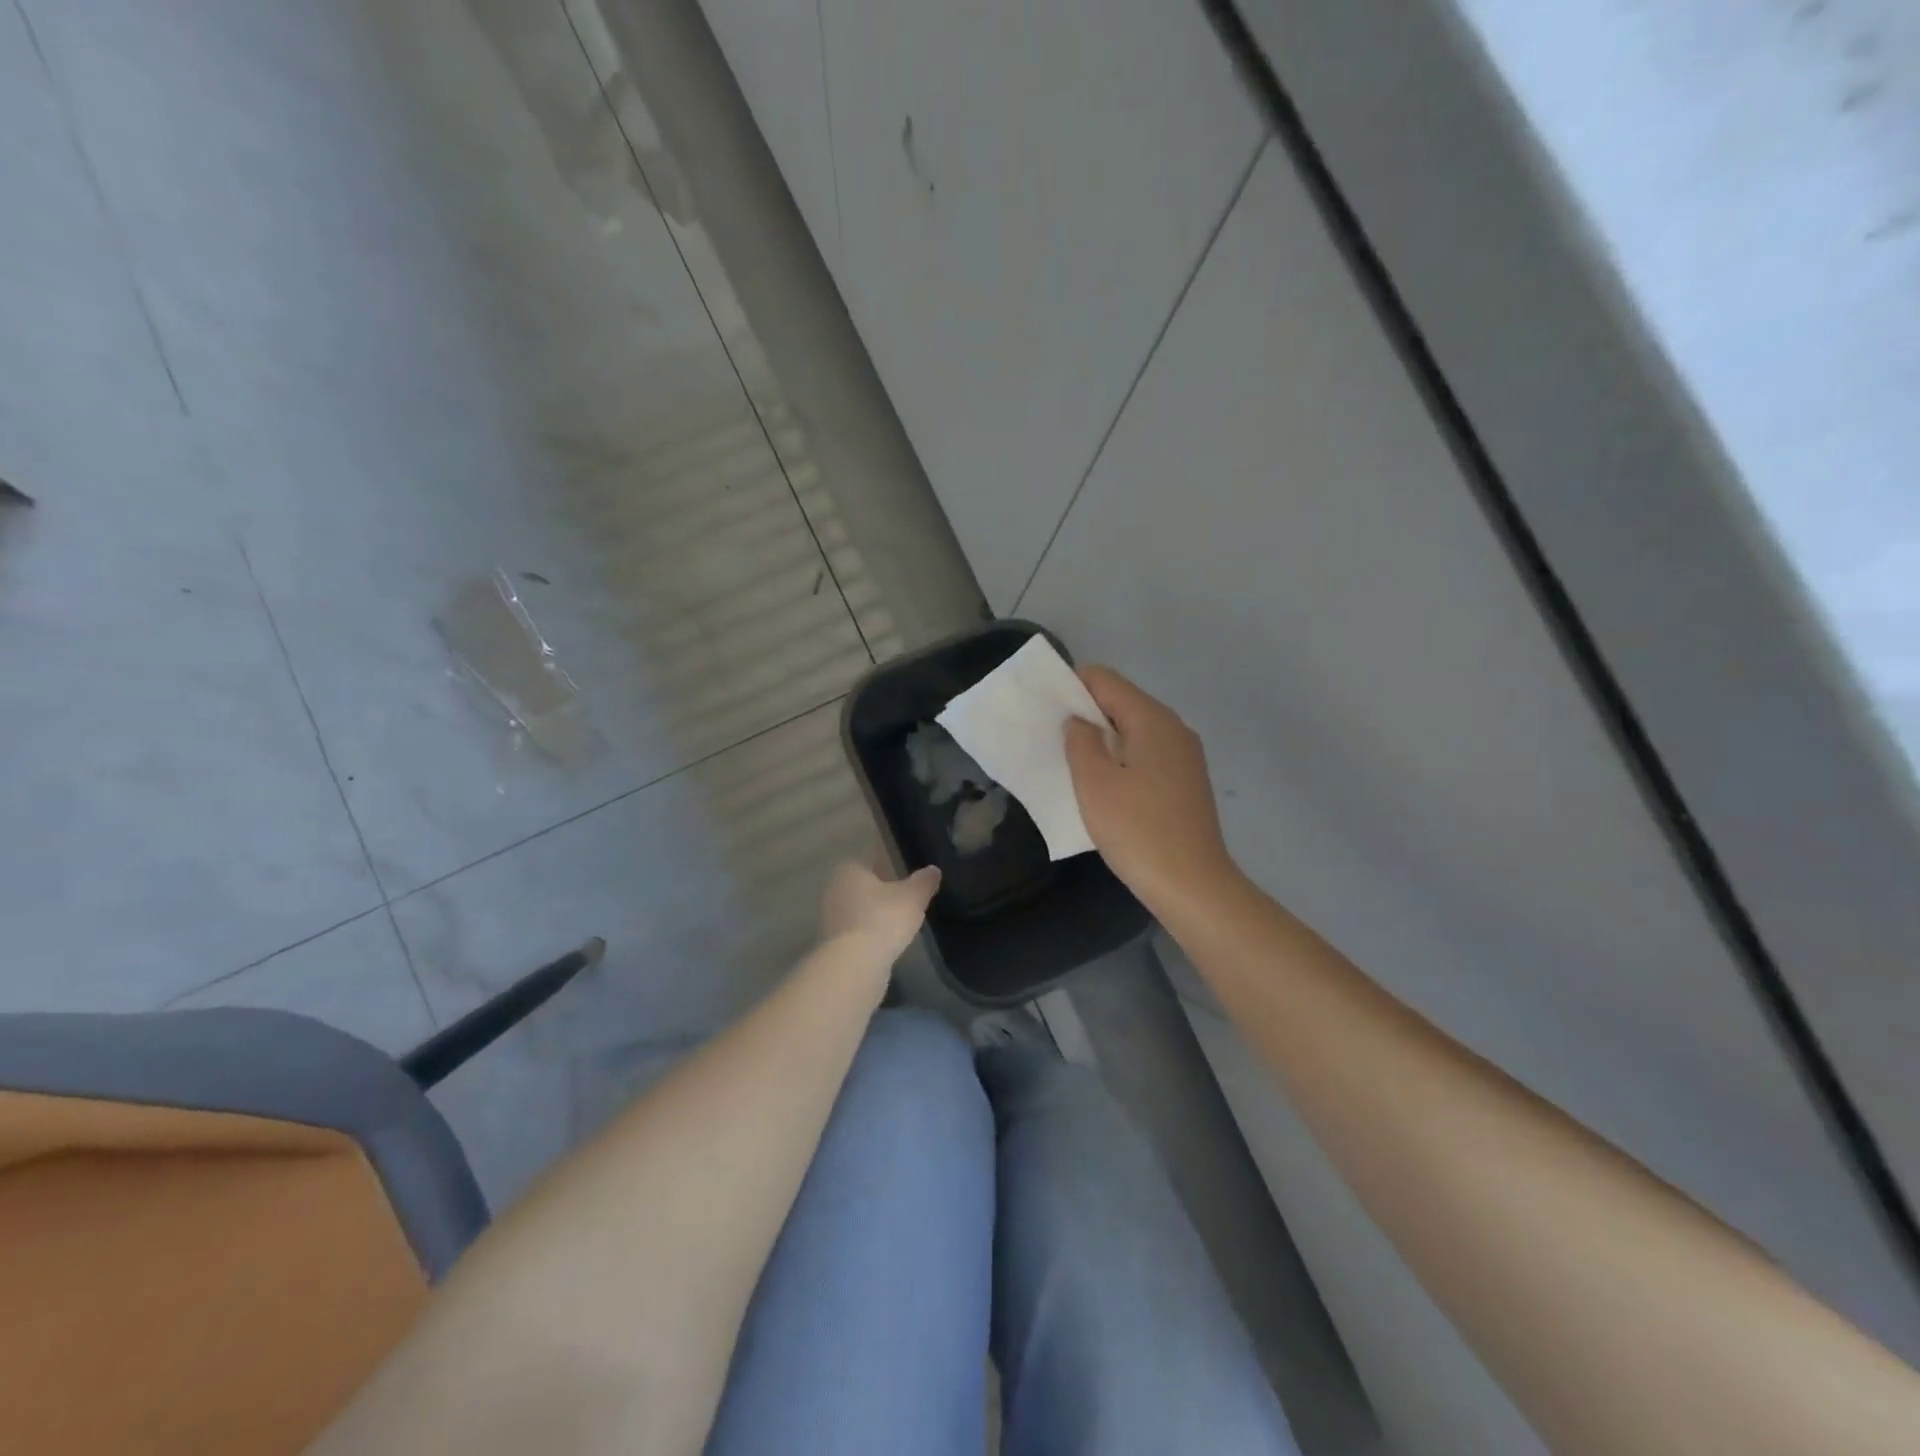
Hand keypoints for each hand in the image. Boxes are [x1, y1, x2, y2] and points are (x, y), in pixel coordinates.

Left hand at [819, 860, 940, 959]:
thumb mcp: (913, 897)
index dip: (888, 870)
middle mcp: (833, 890)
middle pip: (861, 888)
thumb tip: (933, 870)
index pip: (870, 863)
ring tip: (896, 926)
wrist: (855, 964)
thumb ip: (923, 882)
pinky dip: (867, 936)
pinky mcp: (830, 943)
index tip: (904, 881)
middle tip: (903, 904)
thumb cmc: (883, 918)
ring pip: (856, 911)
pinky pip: (854, 933)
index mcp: (849, 870)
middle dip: (879, 895)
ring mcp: (828, 918)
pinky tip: (883, 945)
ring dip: (873, 917)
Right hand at [1065, 667, 1238, 916]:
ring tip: (1074, 764)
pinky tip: (1106, 787)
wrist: (1193, 886)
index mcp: (1153, 719)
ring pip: (1134, 730)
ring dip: (1103, 739)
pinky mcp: (1186, 782)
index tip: (1045, 711)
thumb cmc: (1138, 831)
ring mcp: (1185, 756)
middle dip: (1086, 714)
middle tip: (1053, 739)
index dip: (1072, 687)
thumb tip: (1080, 722)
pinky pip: (1146, 754)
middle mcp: (1174, 728)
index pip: (1105, 680)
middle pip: (1122, 702)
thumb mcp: (1094, 784)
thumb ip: (1080, 742)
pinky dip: (1122, 759)